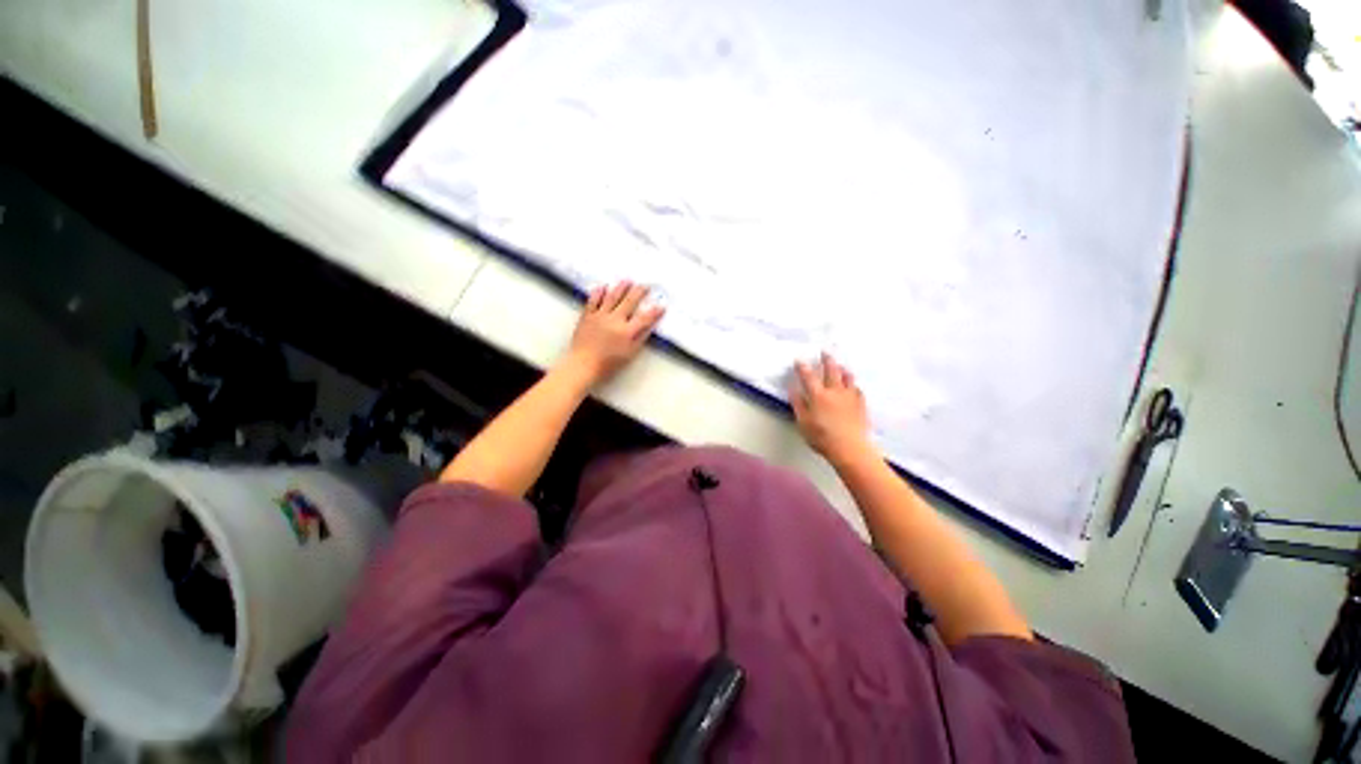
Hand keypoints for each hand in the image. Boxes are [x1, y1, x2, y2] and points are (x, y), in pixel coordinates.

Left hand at [560, 281, 664, 386]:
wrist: (582, 365)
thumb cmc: (606, 364)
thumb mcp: (629, 354)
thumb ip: (640, 339)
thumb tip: (648, 327)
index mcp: (627, 332)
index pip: (645, 318)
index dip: (654, 312)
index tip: (661, 306)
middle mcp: (614, 320)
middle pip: (629, 301)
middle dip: (639, 292)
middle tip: (645, 286)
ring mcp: (600, 316)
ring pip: (612, 297)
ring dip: (621, 287)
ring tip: (627, 281)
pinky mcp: (587, 316)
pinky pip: (593, 300)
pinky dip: (598, 292)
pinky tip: (603, 287)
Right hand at [790, 353, 873, 464]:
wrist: (850, 448)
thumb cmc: (822, 437)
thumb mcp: (803, 423)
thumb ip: (798, 404)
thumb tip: (793, 389)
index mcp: (818, 396)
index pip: (808, 377)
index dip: (803, 367)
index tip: (799, 360)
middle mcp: (834, 392)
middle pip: (831, 371)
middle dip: (827, 360)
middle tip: (825, 352)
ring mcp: (850, 397)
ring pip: (847, 378)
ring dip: (843, 370)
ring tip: (841, 366)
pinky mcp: (861, 405)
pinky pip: (858, 390)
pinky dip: (854, 386)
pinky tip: (854, 387)